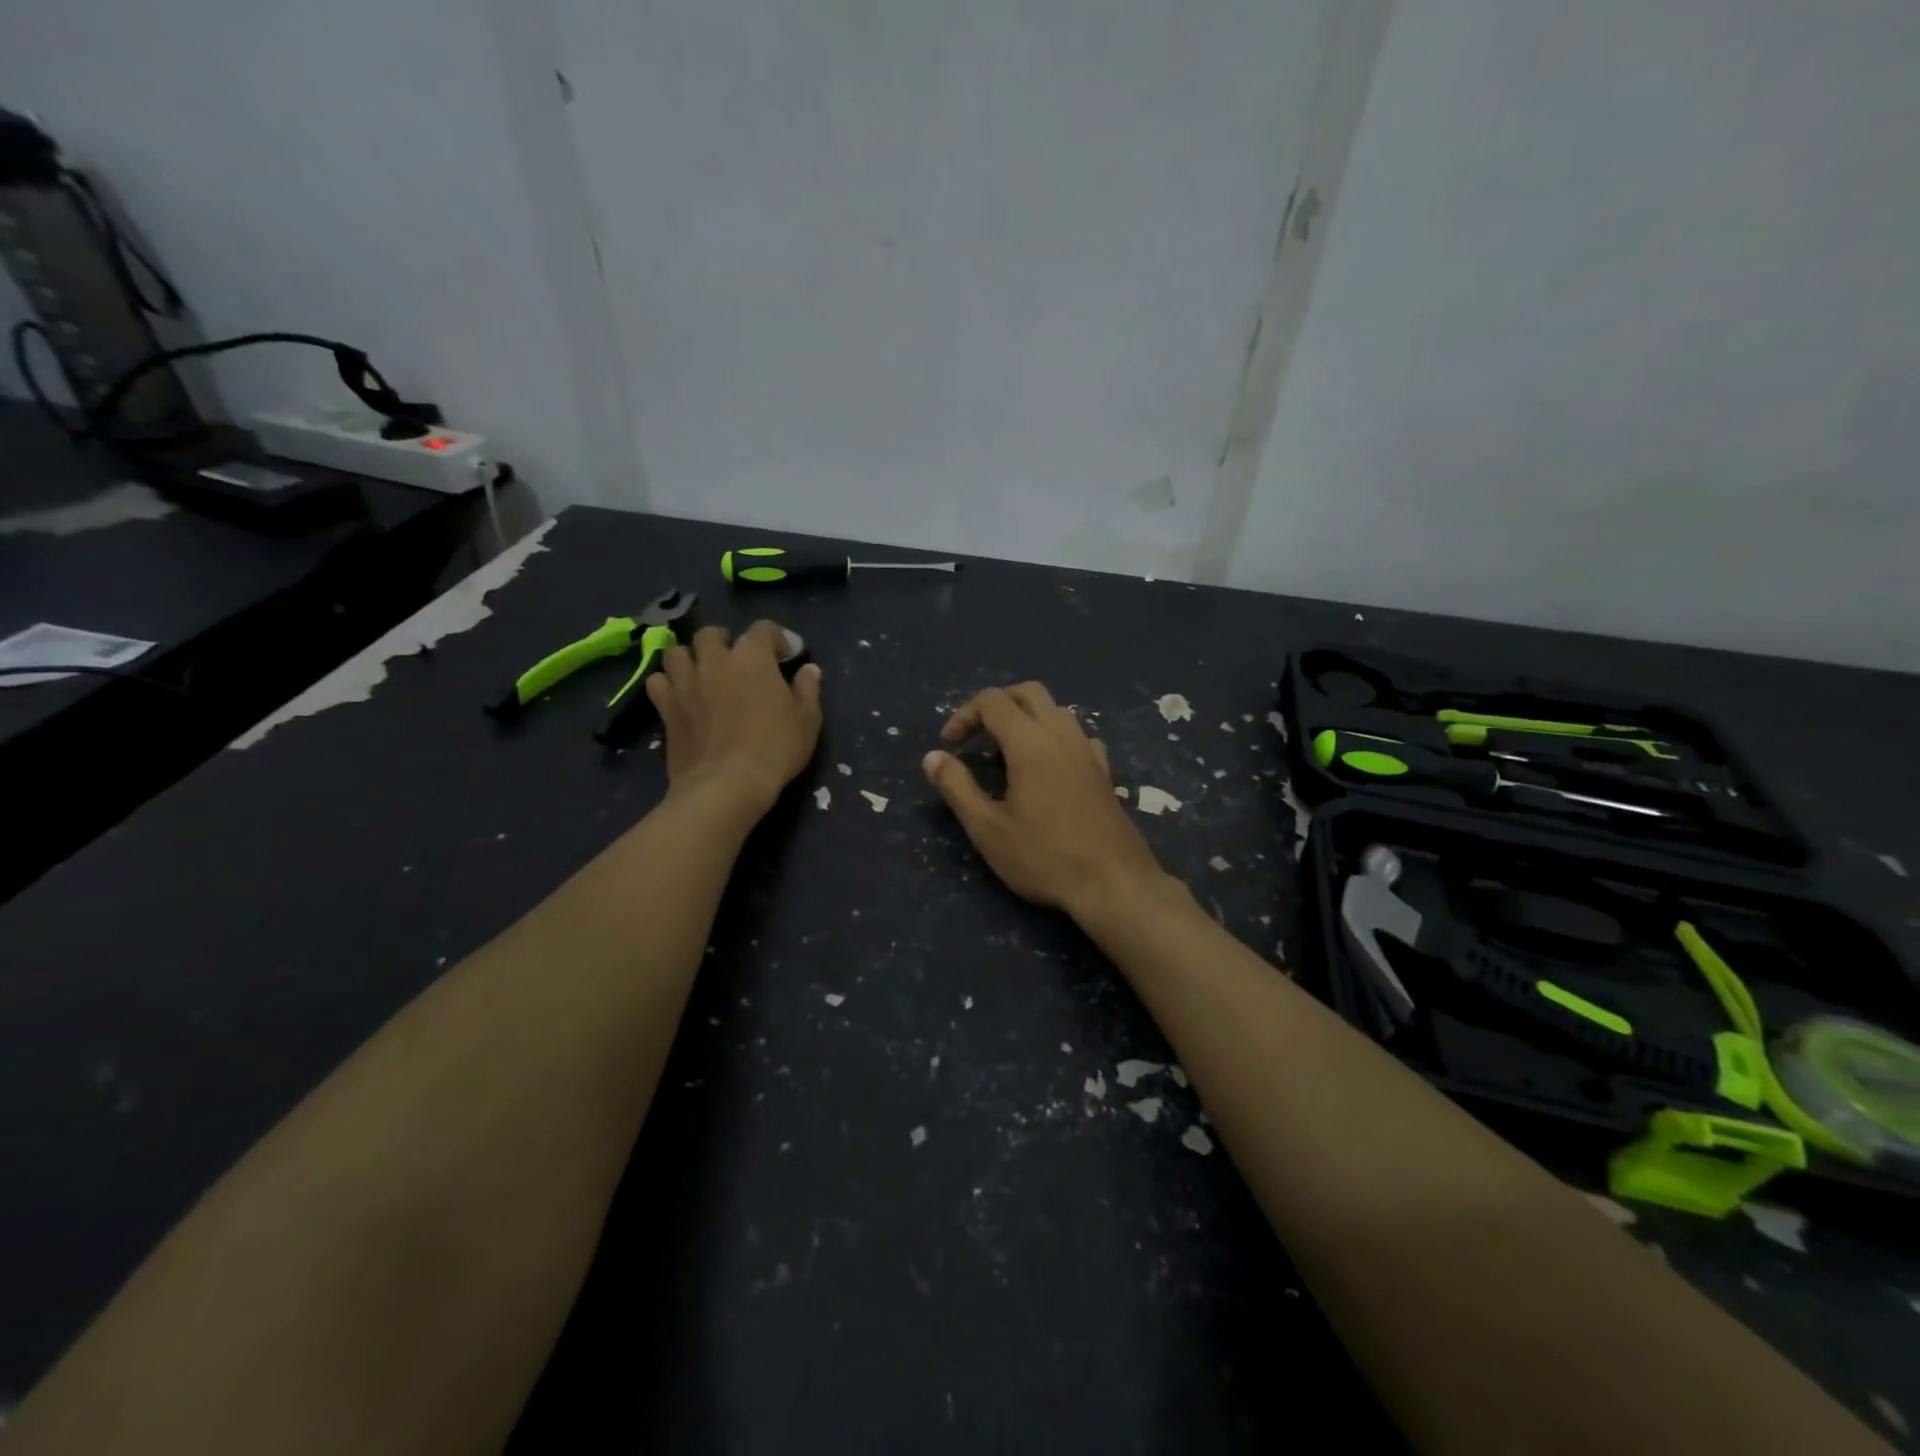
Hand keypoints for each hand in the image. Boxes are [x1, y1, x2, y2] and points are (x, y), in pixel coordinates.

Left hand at [646, 621, 822, 813]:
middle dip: (724, 641)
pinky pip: (658, 681)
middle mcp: (715, 661)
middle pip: (710, 634)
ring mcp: (685, 683)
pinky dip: (667, 683)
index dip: (777, 638)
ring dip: (690, 658)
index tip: (786, 656)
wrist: (727, 784)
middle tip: (736, 660)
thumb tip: (809, 670)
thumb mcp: (807, 720)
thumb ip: (808, 689)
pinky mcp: (666, 707)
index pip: (763, 628)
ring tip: (702, 672)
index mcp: (752, 657)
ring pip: (677, 652)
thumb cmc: (775, 748)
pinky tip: (679, 694)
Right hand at [923, 681, 1171, 916]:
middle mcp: (1062, 735)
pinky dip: (1055, 738)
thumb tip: (932, 757)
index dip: (964, 714)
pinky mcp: (1104, 771)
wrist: (1114, 884)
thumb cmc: (1044, 858)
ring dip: (1027, 717)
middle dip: (997, 704)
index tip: (950, 746)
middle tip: (976, 735)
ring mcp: (1088, 751)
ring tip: (1007, 752)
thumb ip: (957, 787)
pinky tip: (1047, 769)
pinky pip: (1077, 735)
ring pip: (1056, 710)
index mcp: (1030, 742)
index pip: (992, 701)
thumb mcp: (987, 829)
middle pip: (1028, 692)